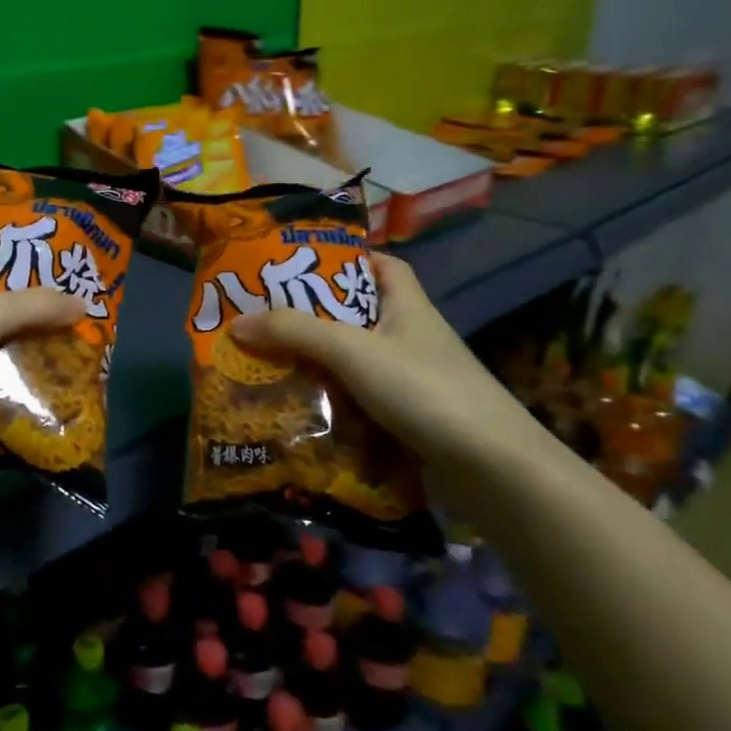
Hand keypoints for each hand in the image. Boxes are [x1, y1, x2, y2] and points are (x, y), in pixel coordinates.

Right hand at [231, 252, 535, 472]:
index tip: (301, 265)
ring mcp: (413, 381)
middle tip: (264, 318)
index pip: (381, 265)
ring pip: (354, 362)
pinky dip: (331, 403)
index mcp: (408, 305)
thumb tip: (237, 323)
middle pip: (357, 315)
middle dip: (313, 316)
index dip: (345, 258)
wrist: (494, 472)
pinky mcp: (410, 420)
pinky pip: (360, 401)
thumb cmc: (425, 390)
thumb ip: (294, 332)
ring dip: (316, 364)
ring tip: (267, 364)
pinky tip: (298, 409)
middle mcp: (411, 337)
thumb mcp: (352, 350)